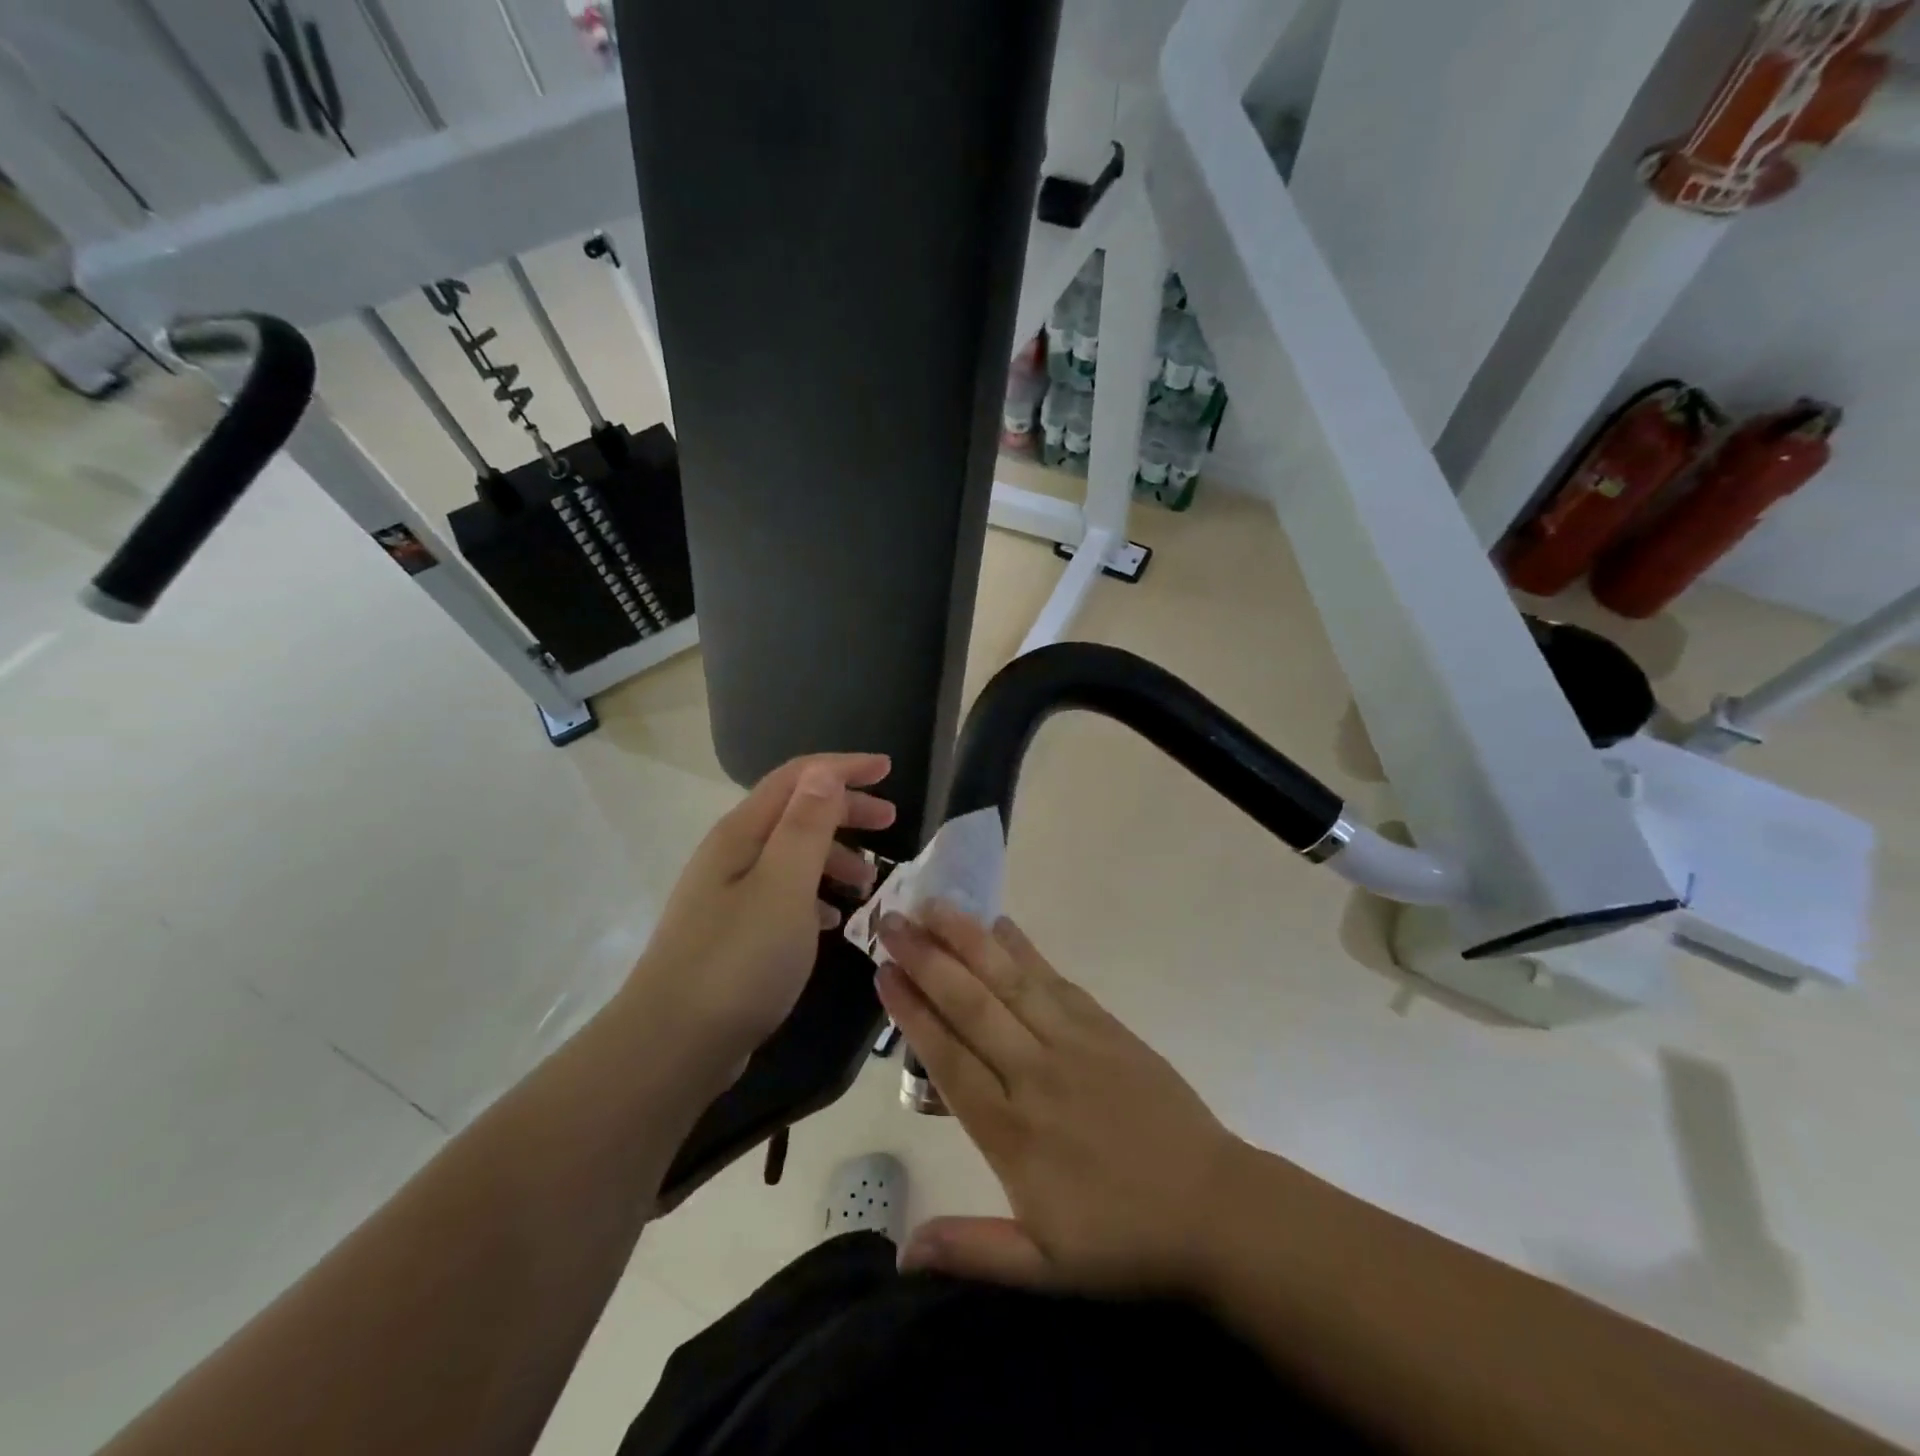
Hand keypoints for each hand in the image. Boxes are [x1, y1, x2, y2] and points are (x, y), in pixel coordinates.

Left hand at [628, 753, 894, 1066]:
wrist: (672, 1046)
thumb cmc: (739, 961)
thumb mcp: (784, 886)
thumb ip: (806, 826)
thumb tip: (824, 772)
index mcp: (741, 834)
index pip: (797, 778)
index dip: (844, 768)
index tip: (888, 770)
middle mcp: (731, 855)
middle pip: (795, 812)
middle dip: (845, 809)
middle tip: (890, 822)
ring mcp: (727, 895)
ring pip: (791, 855)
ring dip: (833, 855)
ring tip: (868, 881)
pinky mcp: (731, 932)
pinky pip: (782, 894)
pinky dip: (814, 894)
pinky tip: (832, 918)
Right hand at [875, 903, 1245, 1296]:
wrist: (1214, 1207)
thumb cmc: (1124, 1240)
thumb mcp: (1044, 1269)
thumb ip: (971, 1251)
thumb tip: (900, 1254)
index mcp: (1012, 1132)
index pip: (948, 1059)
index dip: (911, 1013)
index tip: (883, 973)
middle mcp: (1035, 1074)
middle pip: (972, 1006)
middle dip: (927, 960)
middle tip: (892, 921)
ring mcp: (1073, 1043)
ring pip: (1011, 982)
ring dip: (969, 940)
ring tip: (935, 905)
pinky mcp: (1106, 1027)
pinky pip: (1056, 980)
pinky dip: (1025, 951)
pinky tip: (1001, 926)